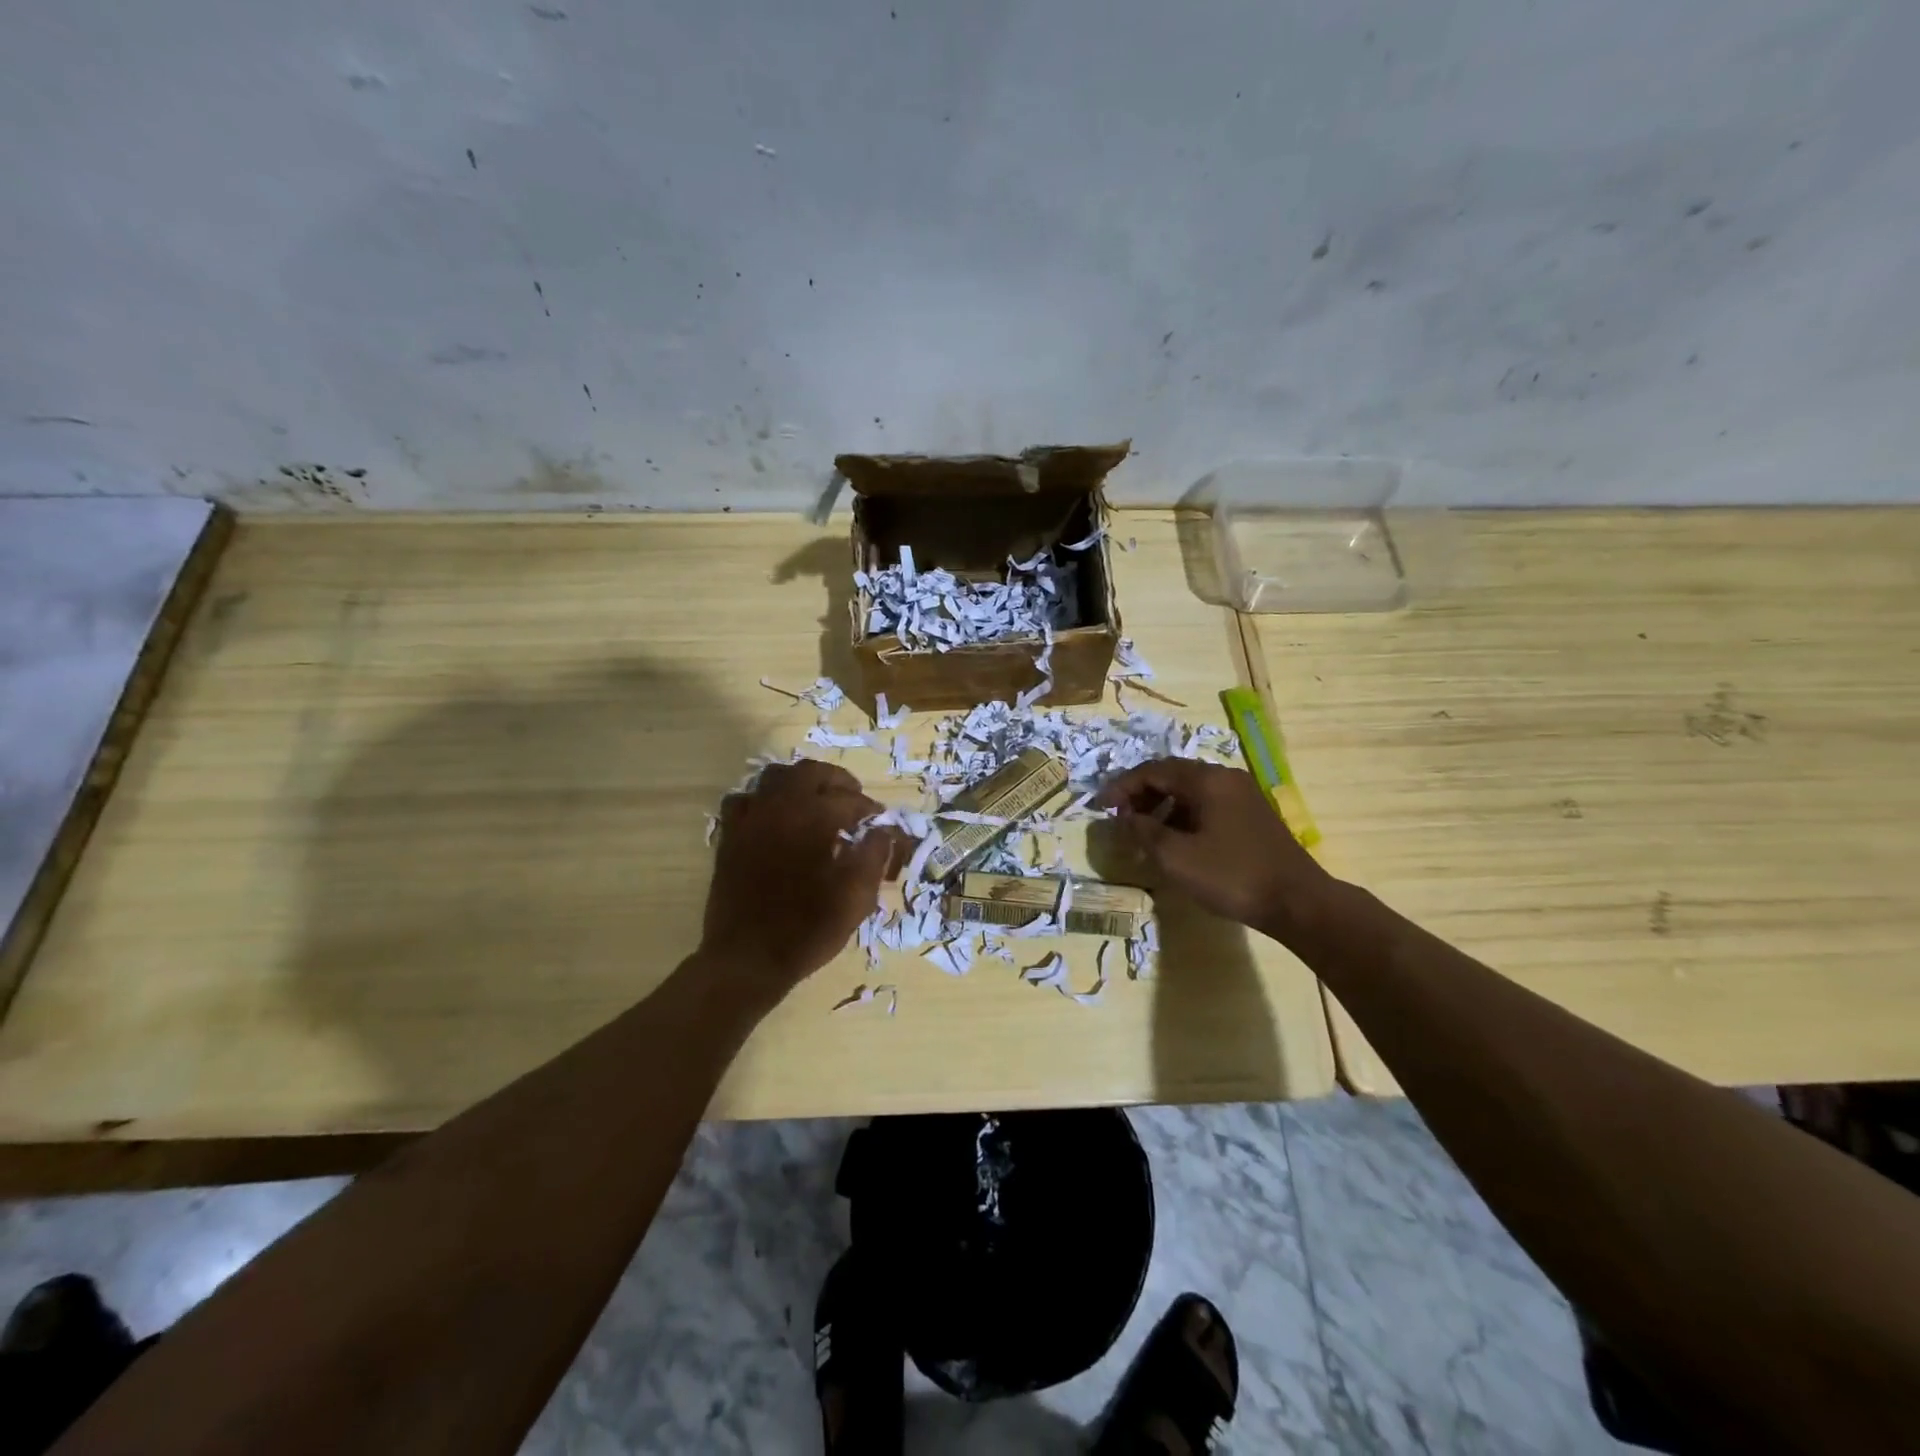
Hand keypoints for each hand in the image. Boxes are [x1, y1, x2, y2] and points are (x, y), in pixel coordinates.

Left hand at [700, 759, 904, 992]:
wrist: (747, 959)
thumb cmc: (808, 929)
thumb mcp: (856, 896)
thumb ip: (875, 855)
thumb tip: (885, 831)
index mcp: (813, 817)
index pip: (850, 800)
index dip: (870, 810)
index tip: (881, 825)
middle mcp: (779, 807)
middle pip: (810, 772)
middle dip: (837, 781)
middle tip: (853, 801)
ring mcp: (750, 819)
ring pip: (774, 777)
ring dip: (800, 783)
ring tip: (816, 802)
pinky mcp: (730, 836)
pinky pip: (744, 800)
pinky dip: (763, 800)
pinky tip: (775, 819)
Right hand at [1097, 758, 1331, 937]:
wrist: (1298, 901)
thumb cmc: (1232, 876)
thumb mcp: (1176, 857)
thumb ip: (1144, 832)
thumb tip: (1123, 818)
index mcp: (1206, 780)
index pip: (1153, 770)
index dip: (1122, 786)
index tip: (1100, 806)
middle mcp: (1225, 778)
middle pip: (1172, 775)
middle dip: (1141, 794)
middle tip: (1119, 817)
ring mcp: (1243, 795)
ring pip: (1191, 790)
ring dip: (1161, 806)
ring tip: (1144, 832)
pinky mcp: (1252, 815)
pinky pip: (1207, 804)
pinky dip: (1183, 815)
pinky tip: (1176, 841)